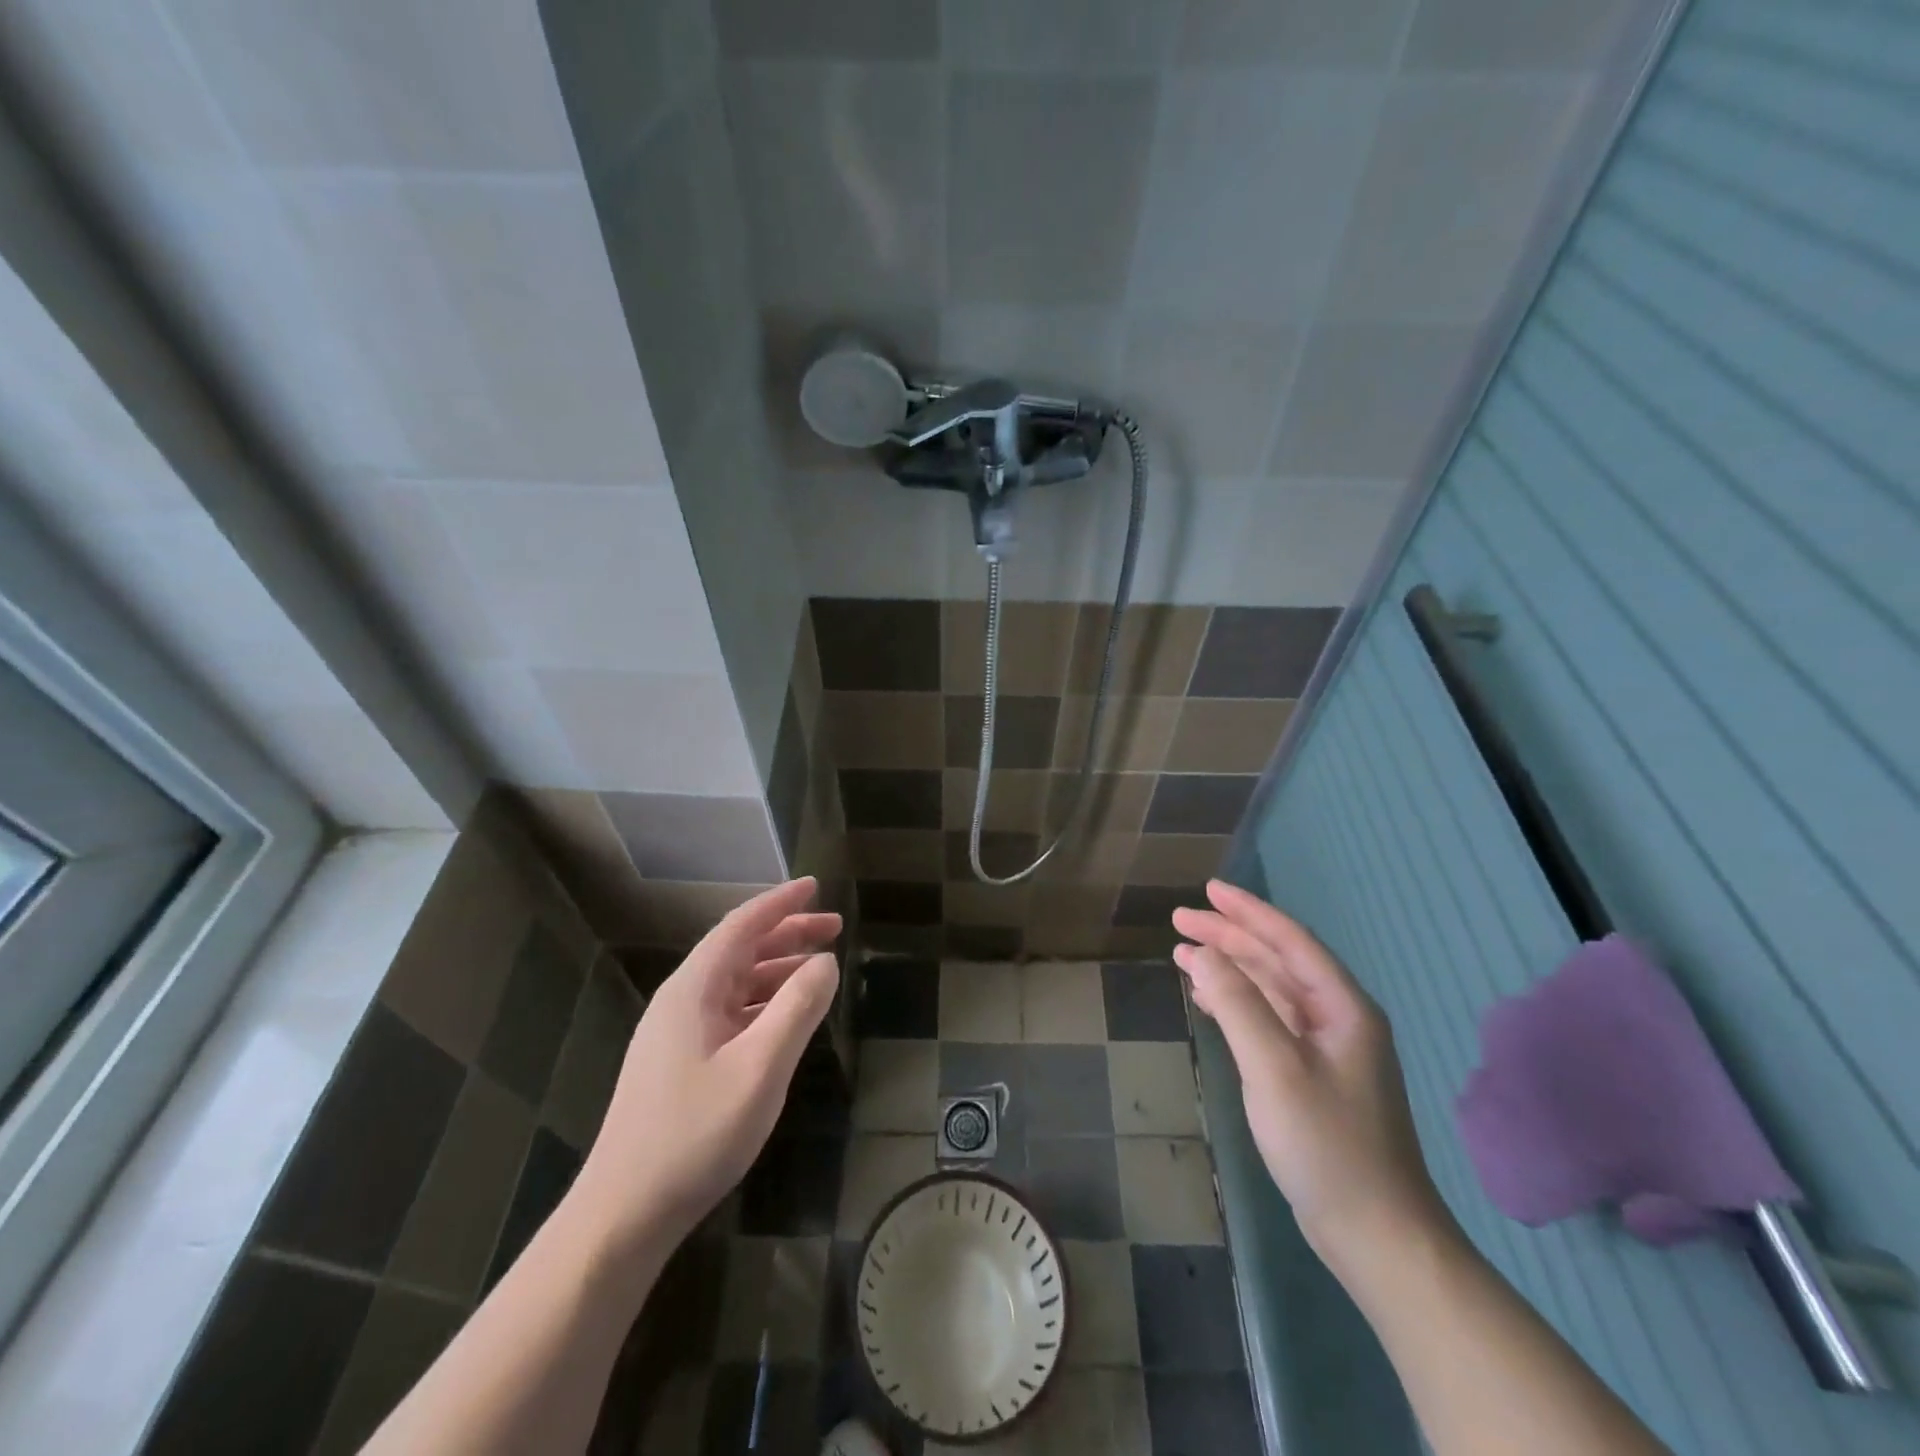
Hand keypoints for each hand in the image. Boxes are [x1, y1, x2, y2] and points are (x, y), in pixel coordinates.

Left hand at [571, 879, 840, 1251]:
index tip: (816, 885)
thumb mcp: (760, 1069)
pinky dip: (764, 1002)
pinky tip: (787, 1018)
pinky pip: (730, 1012)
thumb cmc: (695, 1135)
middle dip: (787, 933)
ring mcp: (677, 1033)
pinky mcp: (680, 1062)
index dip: (780, 902)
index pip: (741, 925)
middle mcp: (682, 1000)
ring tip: (821, 968)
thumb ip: (797, 1009)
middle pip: (740, 949)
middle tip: (834, 928)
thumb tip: (826, 962)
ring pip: (735, 983)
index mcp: (694, 989)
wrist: (623, 1214)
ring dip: (778, 969)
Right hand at [1172, 881, 1449, 1280]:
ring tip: (1182, 954)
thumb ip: (1237, 1003)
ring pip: (1271, 989)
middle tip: (1180, 920)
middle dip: (1229, 936)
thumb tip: (1201, 953)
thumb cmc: (1327, 1144)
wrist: (1377, 1234)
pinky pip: (1269, 1019)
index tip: (1207, 890)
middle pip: (1277, 960)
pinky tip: (1207, 1002)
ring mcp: (1327, 1049)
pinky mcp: (1312, 1076)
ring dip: (1229, 968)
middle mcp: (1338, 1017)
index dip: (1247, 910)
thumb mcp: (1274, 1068)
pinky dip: (1236, 1003)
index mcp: (1342, 1007)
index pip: (1289, 940)